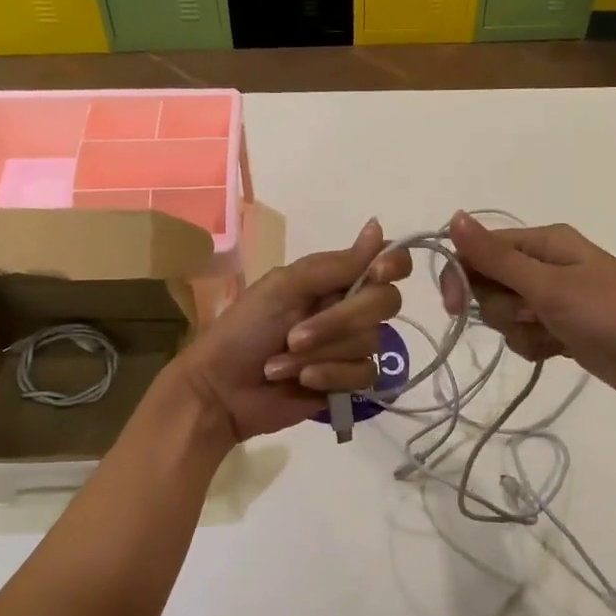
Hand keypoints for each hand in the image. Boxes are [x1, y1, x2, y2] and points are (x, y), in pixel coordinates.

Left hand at [172, 219, 411, 442]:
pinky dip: (330, 376)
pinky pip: (365, 374)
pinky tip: (303, 381)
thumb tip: (378, 227)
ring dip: (322, 352)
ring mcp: (351, 346)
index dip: (394, 264)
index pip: (389, 263)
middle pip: (385, 303)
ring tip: (282, 361)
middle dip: (338, 322)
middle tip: (294, 335)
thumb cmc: (245, 328)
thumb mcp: (284, 287)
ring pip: (371, 342)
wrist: (222, 388)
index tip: (377, 273)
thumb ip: (336, 265)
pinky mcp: (349, 381)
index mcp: (336, 279)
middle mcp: (351, 308)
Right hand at [441, 213, 615, 408]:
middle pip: (489, 284)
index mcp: (544, 242)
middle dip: (502, 307)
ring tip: (554, 334)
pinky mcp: (561, 328)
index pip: (480, 250)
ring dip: (521, 329)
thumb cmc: (610, 314)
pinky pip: (525, 334)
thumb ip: (496, 256)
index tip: (454, 308)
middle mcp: (546, 264)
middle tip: (533, 315)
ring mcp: (554, 298)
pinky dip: (535, 345)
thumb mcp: (548, 285)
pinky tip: (559, 350)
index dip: (461, 276)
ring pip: (505, 313)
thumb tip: (454, 216)